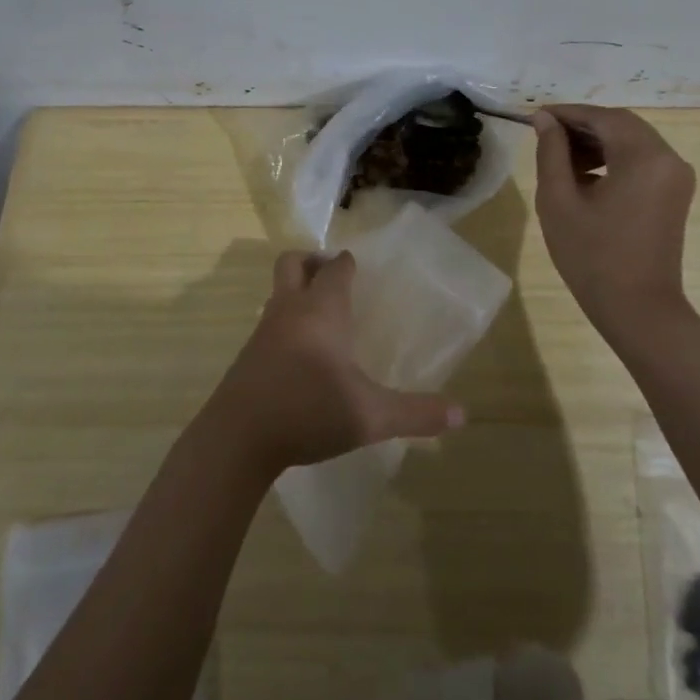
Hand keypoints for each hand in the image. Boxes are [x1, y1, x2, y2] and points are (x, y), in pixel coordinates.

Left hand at [203, 250, 464, 477]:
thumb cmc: (308, 411)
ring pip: (278, 291)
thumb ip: (416, 413)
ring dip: (296, 291)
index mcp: (322, 310)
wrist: (237, 438)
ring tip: (322, 317)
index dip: (347, 263)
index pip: (335, 268)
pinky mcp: (248, 354)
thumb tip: (462, 415)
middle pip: (293, 262)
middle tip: (333, 278)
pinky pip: (269, 320)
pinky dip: (285, 321)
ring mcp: (264, 330)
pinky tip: (301, 354)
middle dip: (311, 261)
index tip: (360, 269)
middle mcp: (290, 309)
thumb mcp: (370, 416)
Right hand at [533, 106, 696, 344]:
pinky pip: (641, 160)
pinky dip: (613, 159)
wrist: (639, 310)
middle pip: (621, 124)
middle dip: (581, 126)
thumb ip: (551, 152)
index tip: (534, 117)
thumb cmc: (592, 257)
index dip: (567, 113)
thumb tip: (544, 120)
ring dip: (596, 142)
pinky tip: (585, 178)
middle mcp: (668, 158)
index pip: (602, 117)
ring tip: (560, 161)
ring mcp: (676, 176)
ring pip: (632, 141)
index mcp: (644, 156)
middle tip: (544, 137)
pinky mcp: (674, 193)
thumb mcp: (559, 201)